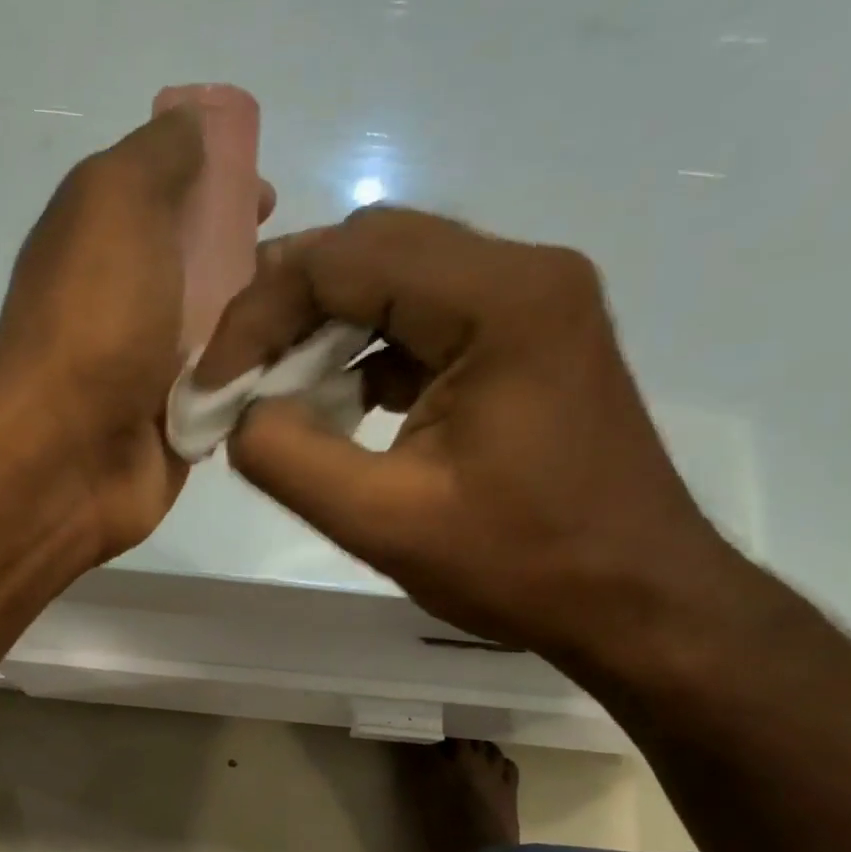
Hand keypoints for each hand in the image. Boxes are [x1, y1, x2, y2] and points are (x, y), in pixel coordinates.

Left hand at [0, 107, 272, 559]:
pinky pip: (235, 394)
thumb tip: (192, 125)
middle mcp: (130, 301)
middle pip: (208, 268)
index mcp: (106, 239)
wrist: (66, 455)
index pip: (171, 198)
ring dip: (273, 324)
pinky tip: (312, 373)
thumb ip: (157, 157)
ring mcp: (155, 369)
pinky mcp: (182, 425)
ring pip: (230, 334)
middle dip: (261, 261)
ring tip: (328, 320)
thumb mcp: (116, 202)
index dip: (221, 187)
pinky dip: (265, 382)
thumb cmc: (93, 320)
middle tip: (310, 269)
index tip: (269, 198)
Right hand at [205, 207, 737, 660]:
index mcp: (500, 299)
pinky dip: (365, 354)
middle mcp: (523, 273)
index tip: (213, 385)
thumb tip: (238, 412)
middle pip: (370, 250)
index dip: (257, 313)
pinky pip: (424, 318)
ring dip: (323, 331)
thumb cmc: (522, 565)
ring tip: (276, 396)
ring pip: (395, 279)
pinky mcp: (526, 338)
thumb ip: (286, 458)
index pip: (343, 258)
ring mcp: (531, 302)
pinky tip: (338, 409)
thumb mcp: (384, 522)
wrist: (637, 601)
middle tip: (236, 380)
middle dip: (286, 311)